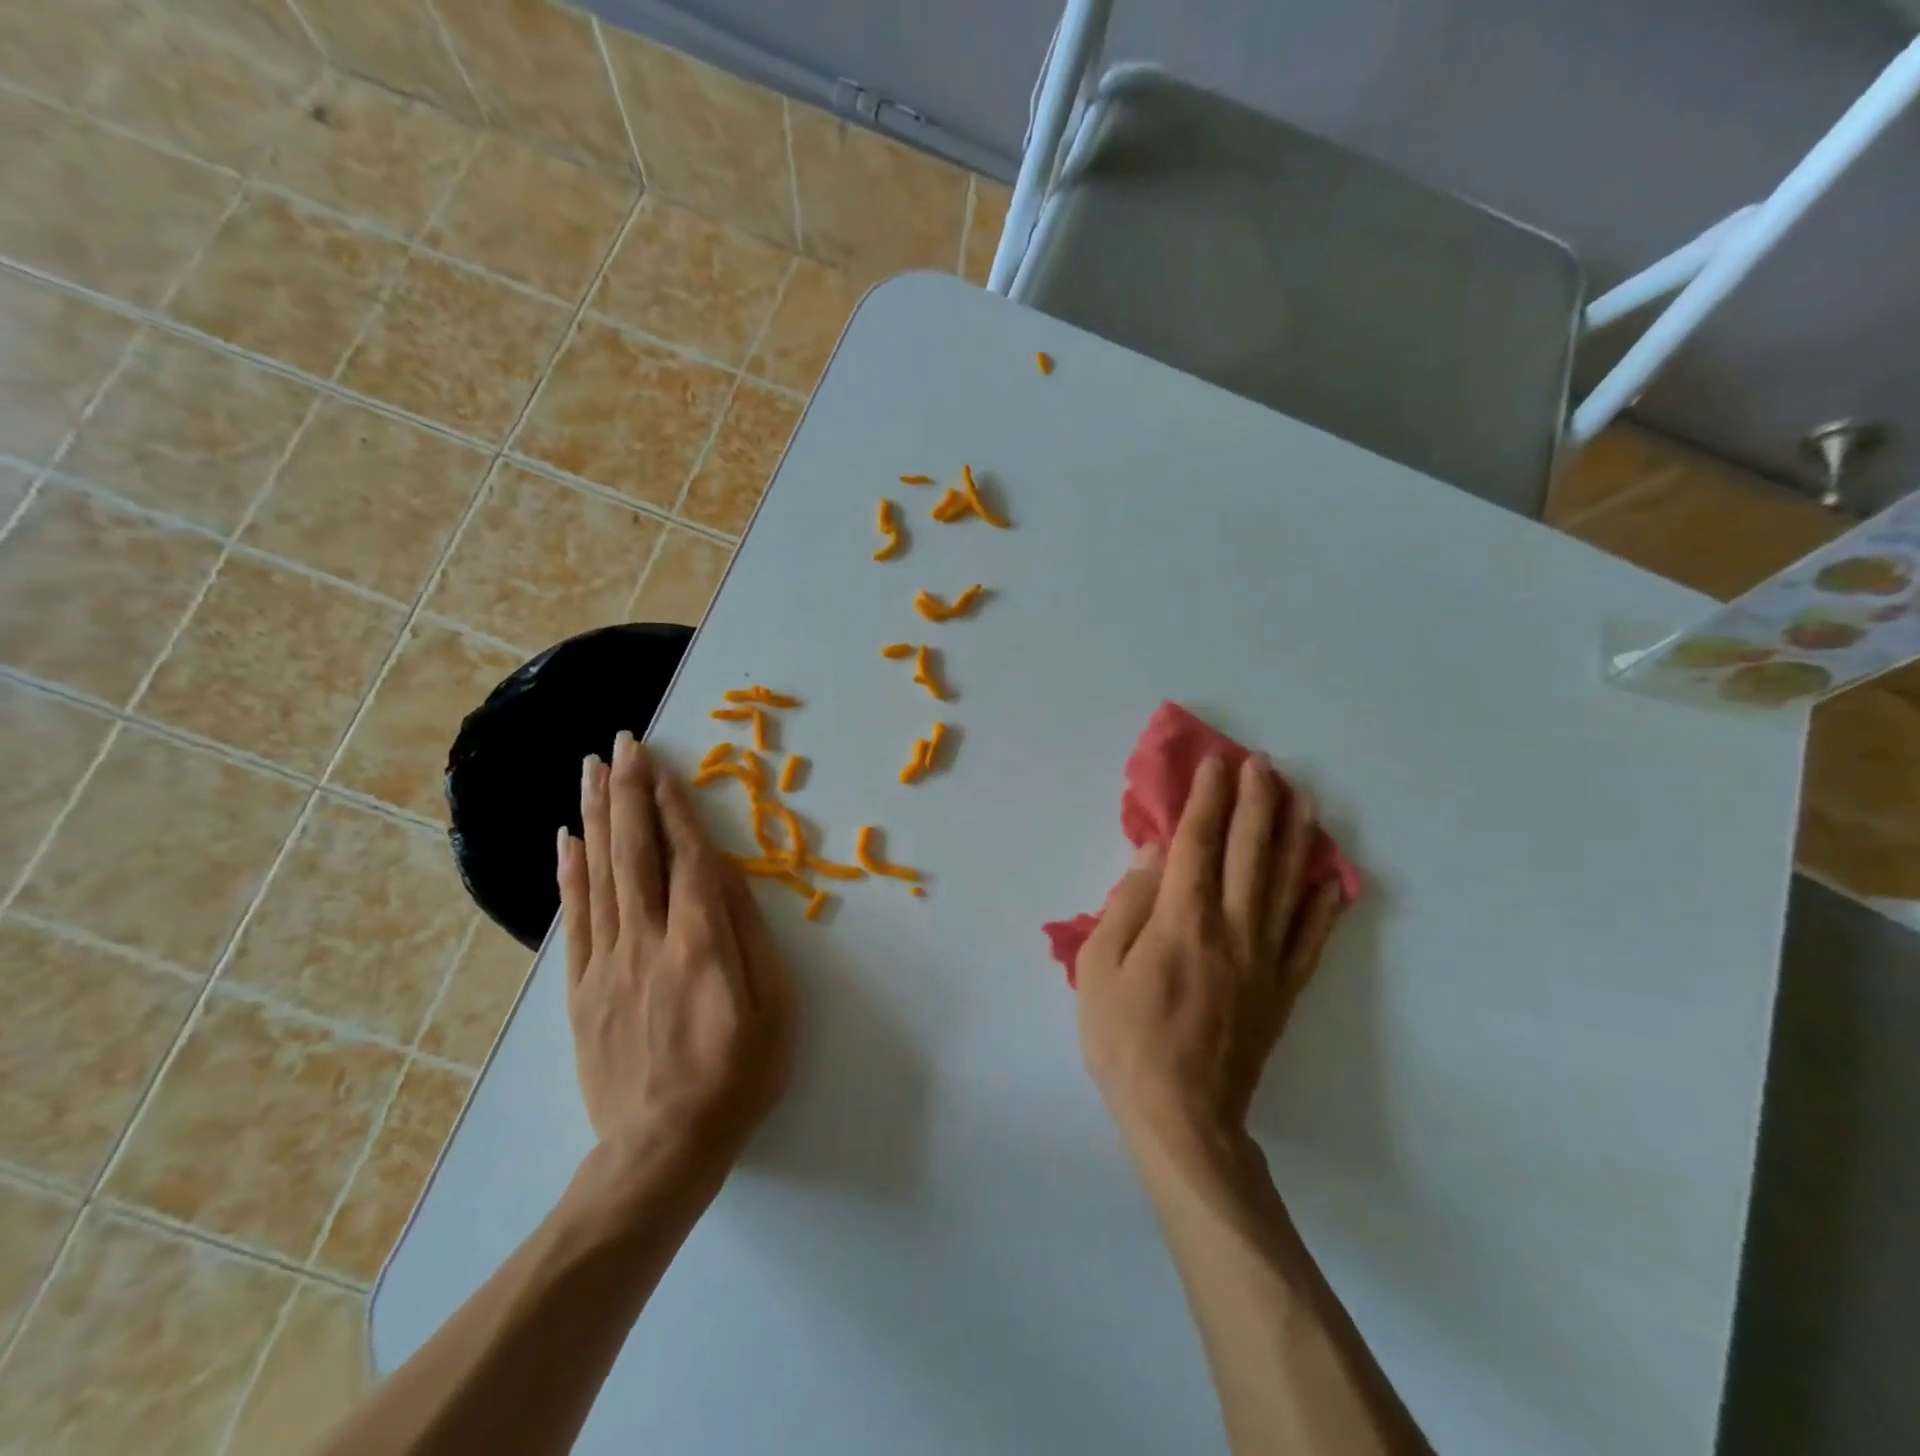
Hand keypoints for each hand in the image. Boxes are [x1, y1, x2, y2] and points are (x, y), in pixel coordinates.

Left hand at [558, 732, 794, 1167]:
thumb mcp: (773, 1008)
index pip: (686, 858)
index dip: (675, 807)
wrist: (661, 1150)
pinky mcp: (580, 989)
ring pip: (599, 874)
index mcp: (700, 944)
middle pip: (634, 852)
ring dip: (597, 816)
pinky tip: (566, 838)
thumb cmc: (737, 1076)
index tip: (663, 765)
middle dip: (629, 792)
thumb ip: (748, 936)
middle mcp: (647, 941)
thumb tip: (726, 876)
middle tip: (622, 744)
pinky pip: (573, 919)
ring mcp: (607, 963)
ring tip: (592, 770)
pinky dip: (569, 873)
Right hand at [1077, 754, 1345, 1153]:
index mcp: (1183, 920)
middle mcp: (1232, 929)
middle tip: (1264, 764)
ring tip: (1302, 798)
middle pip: (1250, 852)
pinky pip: (1310, 939)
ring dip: (1295, 836)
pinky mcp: (1282, 991)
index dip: (1208, 798)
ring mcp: (1265, 960)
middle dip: (1257, 802)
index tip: (1217, 763)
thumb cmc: (1127, 1039)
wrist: (1181, 1117)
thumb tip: (1155, 853)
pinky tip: (1331, 878)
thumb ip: (1128, 904)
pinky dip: (1323, 904)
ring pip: (1286, 884)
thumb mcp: (1100, 968)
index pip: (1199, 843)